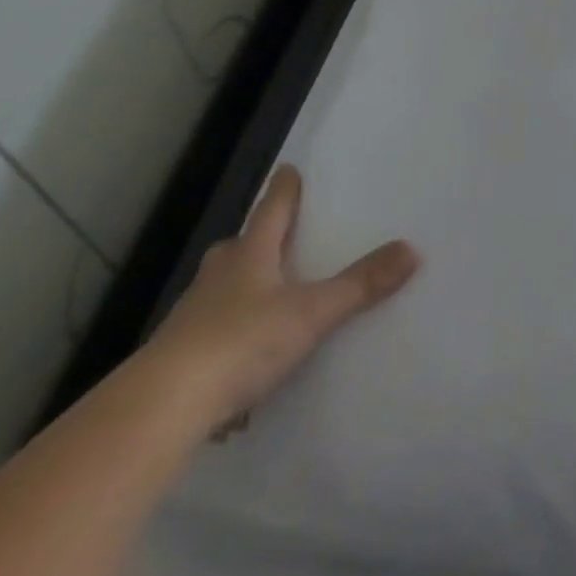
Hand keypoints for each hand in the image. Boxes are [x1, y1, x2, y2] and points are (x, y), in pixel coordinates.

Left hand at [143, 164, 419, 435]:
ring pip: (218, 290)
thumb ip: (360, 285)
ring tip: (264, 298)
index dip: (283, 191)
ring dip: (238, 288)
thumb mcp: (311, 313)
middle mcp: (217, 279)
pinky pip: (207, 336)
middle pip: (237, 249)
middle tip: (275, 239)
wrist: (162, 407)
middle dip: (254, 241)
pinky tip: (240, 362)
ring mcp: (191, 318)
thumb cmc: (241, 342)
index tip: (287, 168)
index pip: (270, 212)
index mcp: (249, 257)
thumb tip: (412, 249)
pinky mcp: (177, 358)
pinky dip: (225, 338)